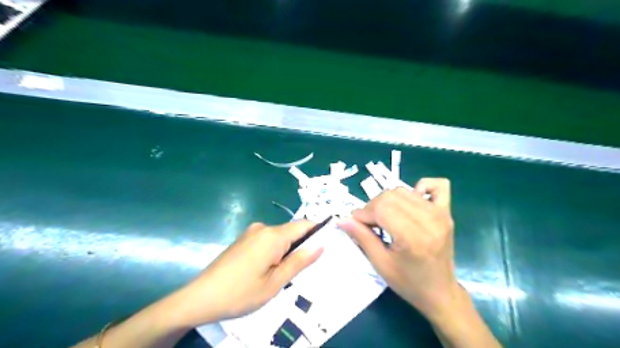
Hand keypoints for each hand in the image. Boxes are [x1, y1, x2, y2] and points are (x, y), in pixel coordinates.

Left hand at [168, 221, 324, 327]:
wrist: (200, 298)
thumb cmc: (241, 293)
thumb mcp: (275, 282)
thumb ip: (299, 261)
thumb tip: (320, 245)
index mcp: (273, 235)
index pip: (304, 224)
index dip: (318, 231)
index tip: (328, 245)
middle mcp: (263, 228)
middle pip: (291, 231)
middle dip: (301, 246)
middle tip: (305, 269)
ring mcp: (251, 232)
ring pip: (279, 237)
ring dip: (287, 251)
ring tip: (285, 274)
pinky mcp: (243, 239)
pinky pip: (267, 241)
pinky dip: (274, 251)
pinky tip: (268, 270)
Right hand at [339, 178, 458, 321]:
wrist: (440, 292)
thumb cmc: (409, 283)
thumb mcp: (381, 264)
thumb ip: (362, 237)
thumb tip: (342, 220)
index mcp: (413, 237)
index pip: (381, 208)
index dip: (363, 213)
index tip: (357, 224)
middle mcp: (430, 220)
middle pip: (390, 196)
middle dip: (373, 207)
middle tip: (370, 224)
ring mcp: (441, 214)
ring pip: (403, 190)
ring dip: (388, 200)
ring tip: (385, 218)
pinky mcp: (446, 212)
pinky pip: (436, 185)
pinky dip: (420, 187)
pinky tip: (410, 202)